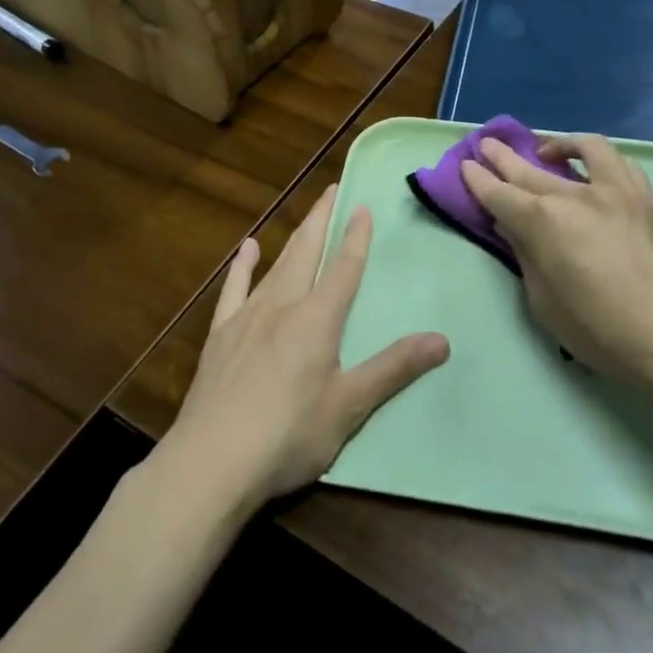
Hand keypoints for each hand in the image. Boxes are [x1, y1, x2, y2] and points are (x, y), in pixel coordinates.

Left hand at [160, 187, 449, 517]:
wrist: (210, 463)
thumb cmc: (288, 435)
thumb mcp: (349, 406)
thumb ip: (394, 369)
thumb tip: (442, 340)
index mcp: (317, 319)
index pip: (343, 268)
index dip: (356, 236)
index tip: (363, 206)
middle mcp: (282, 306)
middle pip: (306, 252)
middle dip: (322, 219)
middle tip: (332, 189)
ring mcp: (246, 319)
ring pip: (276, 266)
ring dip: (293, 238)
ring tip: (306, 216)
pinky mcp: (220, 337)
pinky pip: (234, 289)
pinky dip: (243, 266)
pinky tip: (248, 249)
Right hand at [461, 134, 652, 390]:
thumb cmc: (599, 330)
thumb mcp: (544, 301)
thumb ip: (526, 255)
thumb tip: (512, 225)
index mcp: (544, 222)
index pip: (501, 194)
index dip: (479, 180)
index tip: (466, 166)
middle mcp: (576, 195)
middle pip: (530, 168)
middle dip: (503, 157)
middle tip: (486, 145)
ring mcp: (616, 190)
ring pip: (583, 149)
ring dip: (558, 144)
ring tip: (545, 150)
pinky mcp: (645, 197)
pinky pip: (620, 162)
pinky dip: (599, 158)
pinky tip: (593, 168)